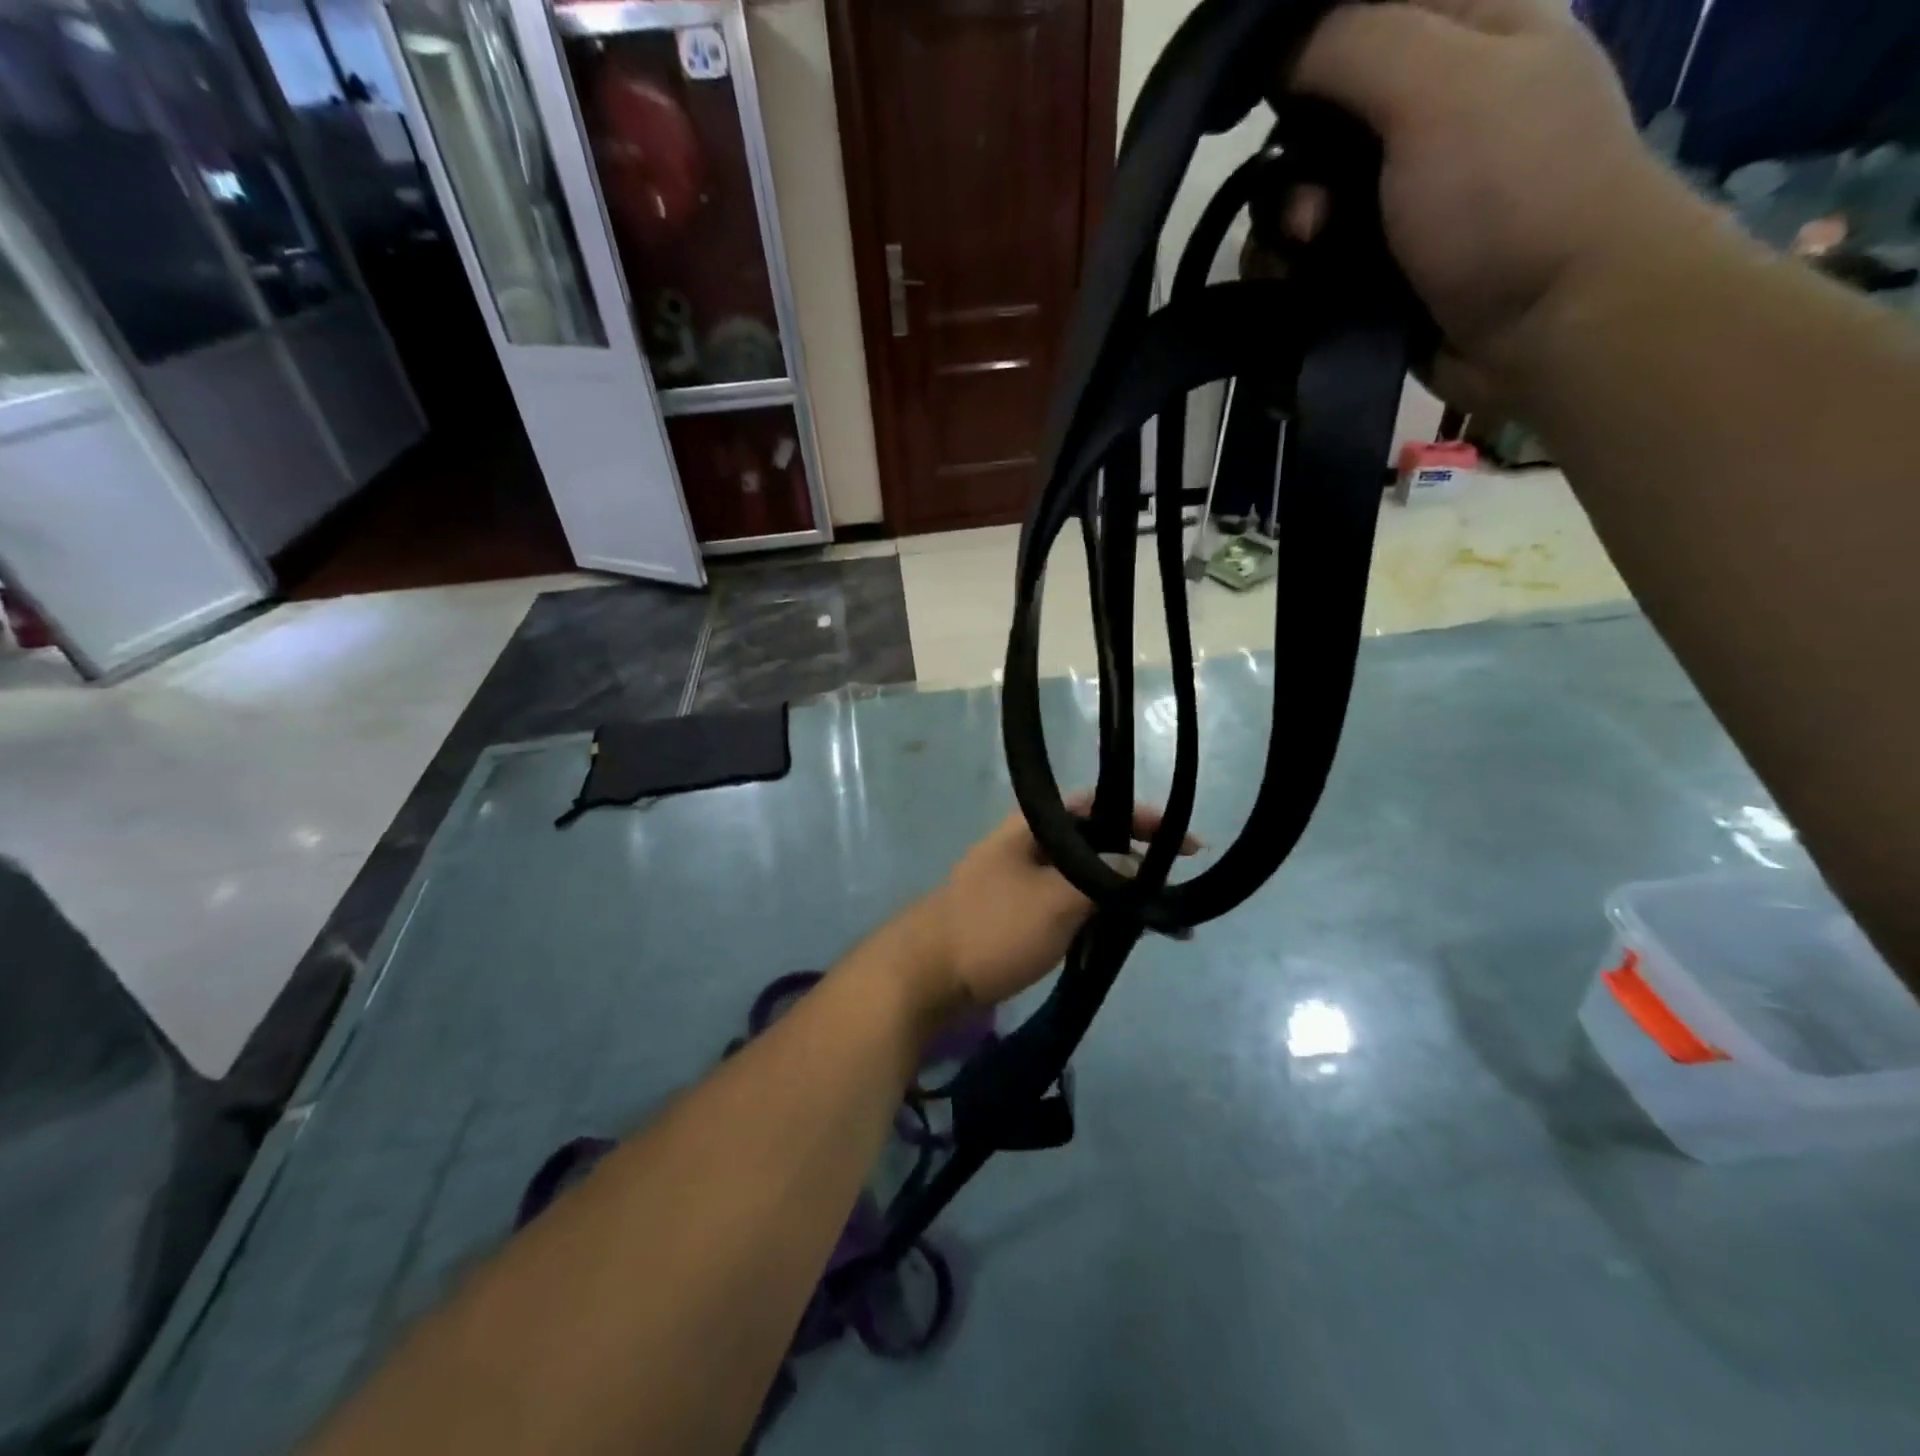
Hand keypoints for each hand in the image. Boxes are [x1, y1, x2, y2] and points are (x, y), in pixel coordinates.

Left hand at [912, 800, 1199, 1013]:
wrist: (926, 975)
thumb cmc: (992, 928)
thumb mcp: (1056, 901)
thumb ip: (1103, 878)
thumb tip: (1138, 863)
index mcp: (1032, 826)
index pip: (1097, 804)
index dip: (1142, 817)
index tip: (1186, 844)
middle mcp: (1027, 844)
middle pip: (1092, 840)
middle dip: (1134, 859)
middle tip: (1172, 882)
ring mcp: (1020, 879)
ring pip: (1081, 875)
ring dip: (1116, 892)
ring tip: (1155, 916)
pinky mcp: (1017, 913)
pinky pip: (1066, 904)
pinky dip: (1093, 915)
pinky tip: (1117, 936)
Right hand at [1291, 0, 1707, 404]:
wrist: (1545, 328)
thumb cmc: (1512, 193)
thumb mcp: (1444, 87)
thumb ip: (1357, 45)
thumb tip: (1279, 47)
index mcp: (1465, 26)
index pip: (1359, 9)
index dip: (1301, 40)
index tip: (1264, 84)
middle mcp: (1425, 105)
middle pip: (1315, 113)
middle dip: (1290, 158)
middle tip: (1309, 204)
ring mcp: (1395, 192)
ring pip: (1299, 193)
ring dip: (1283, 226)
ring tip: (1306, 254)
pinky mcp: (1370, 263)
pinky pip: (1302, 256)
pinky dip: (1286, 271)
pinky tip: (1292, 286)